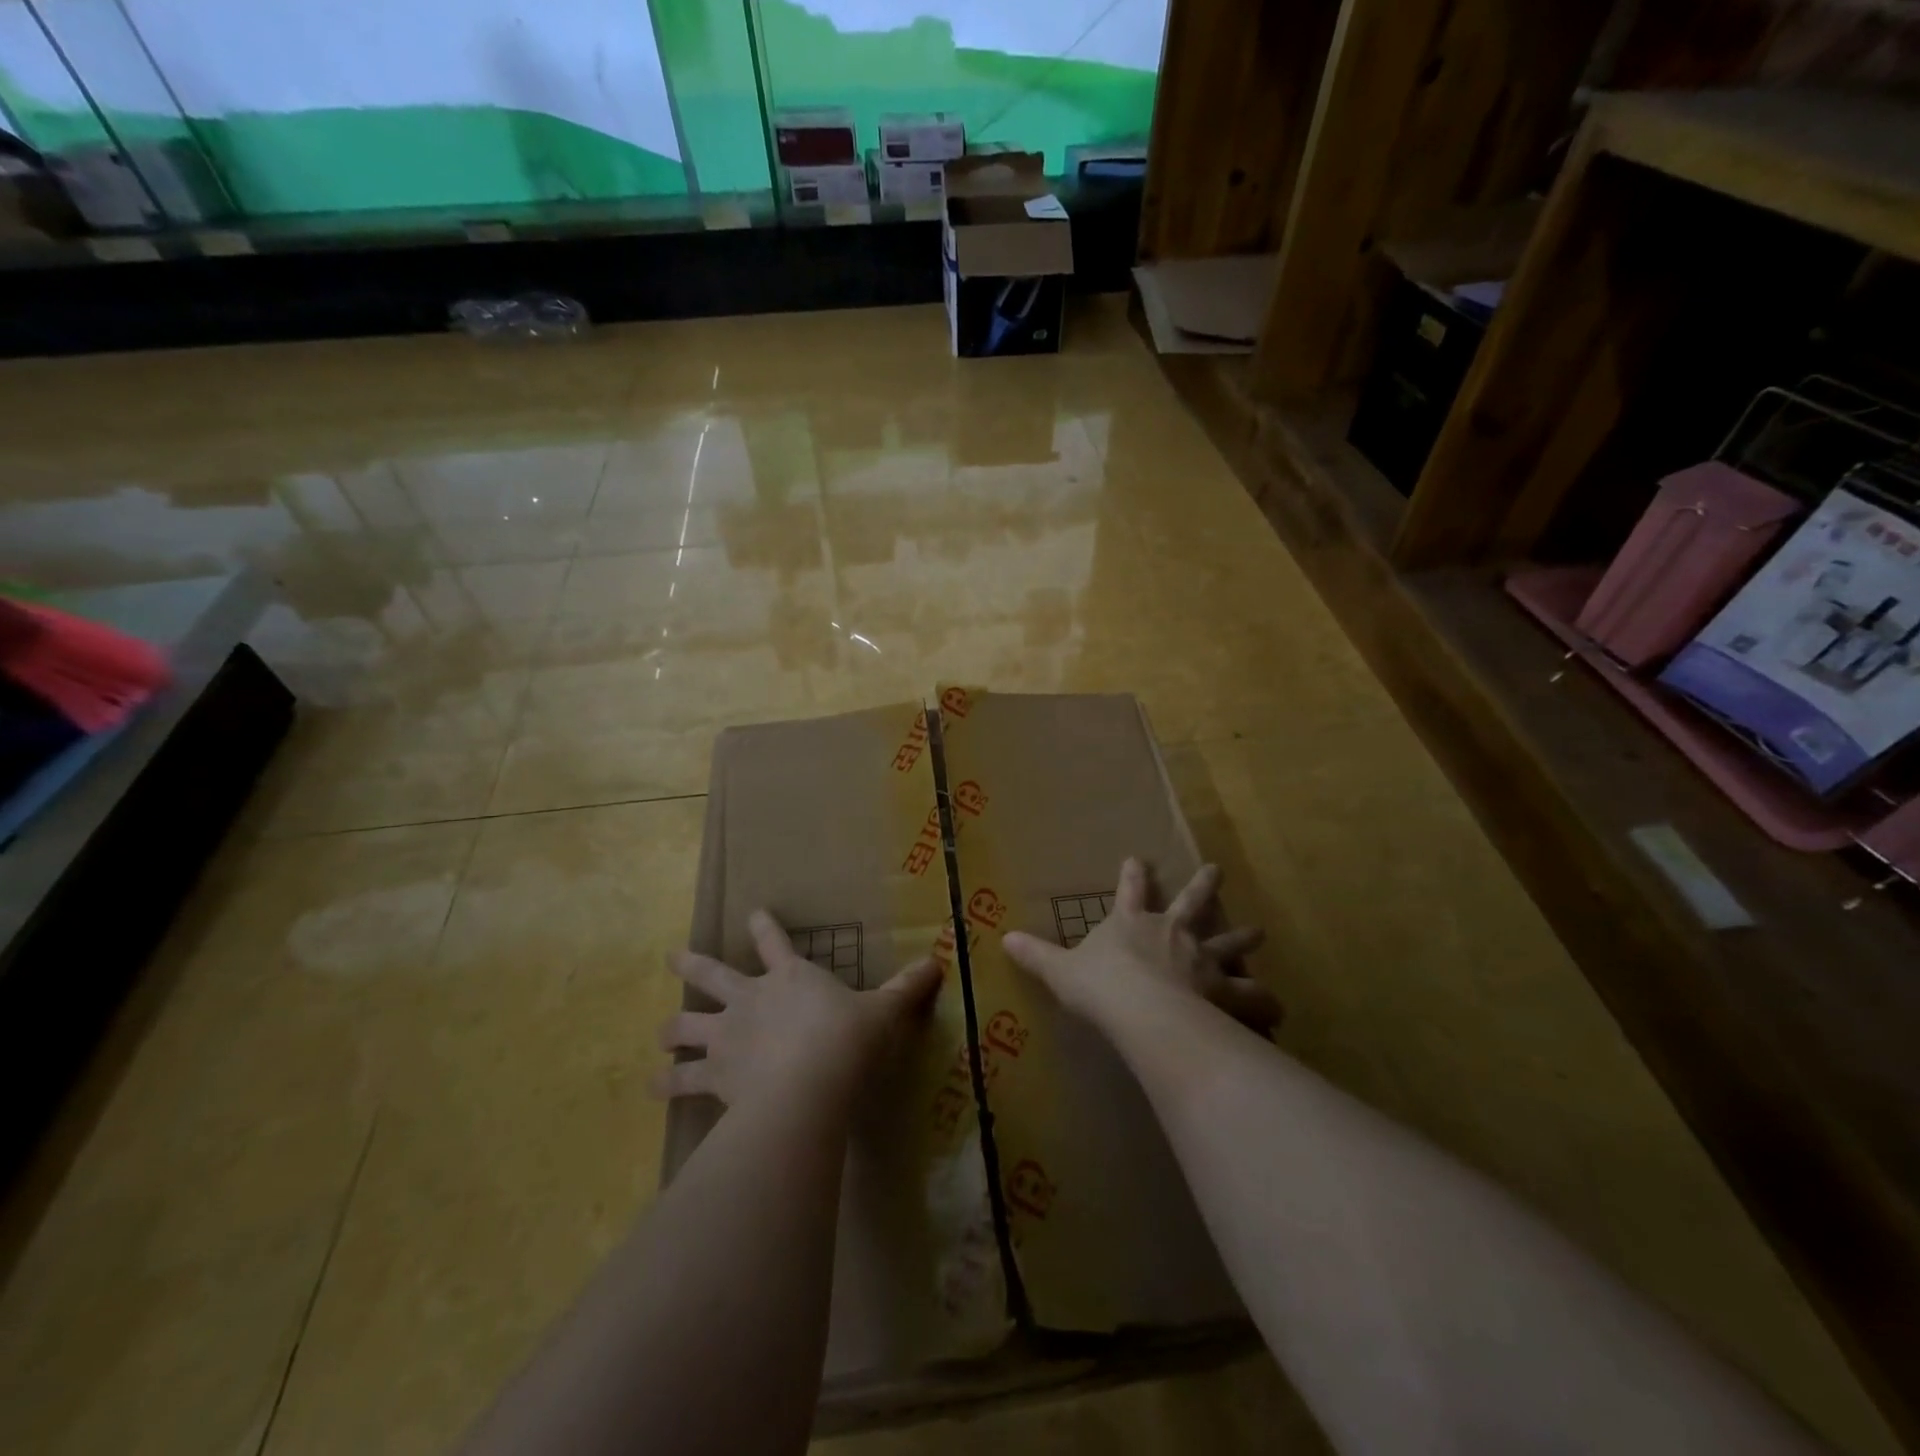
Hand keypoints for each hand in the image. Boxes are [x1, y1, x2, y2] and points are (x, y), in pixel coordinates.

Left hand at [656, 909, 942, 1112]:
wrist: (809, 1083)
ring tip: (659, 1034)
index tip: (753, 912)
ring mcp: (727, 1035)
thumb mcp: (883, 1012)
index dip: (764, 927)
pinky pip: (683, 1080)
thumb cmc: (847, 1039)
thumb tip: (938, 962)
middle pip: (711, 975)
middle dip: (690, 965)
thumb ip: (905, 989)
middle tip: (670, 957)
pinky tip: (654, 1089)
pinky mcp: (714, 1074)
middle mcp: (750, 999)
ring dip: (672, 1029)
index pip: (774, 942)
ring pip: (687, 1025)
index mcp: (790, 977)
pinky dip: (668, 1084)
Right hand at [1003, 858, 1279, 1033]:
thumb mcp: (1060, 970)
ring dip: (1243, 937)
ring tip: (1260, 932)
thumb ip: (1036, 955)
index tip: (1139, 858)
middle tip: (1216, 869)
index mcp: (1132, 923)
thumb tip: (1003, 938)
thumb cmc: (1100, 986)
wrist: (1142, 1010)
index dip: (1133, 875)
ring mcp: (1202, 958)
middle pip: (1192, 902)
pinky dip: (1263, 1000)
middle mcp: (1171, 932)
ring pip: (1228, 942)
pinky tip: (1276, 1007)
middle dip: (1202, 885)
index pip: (1130, 890)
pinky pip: (1250, 995)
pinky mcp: (1224, 990)